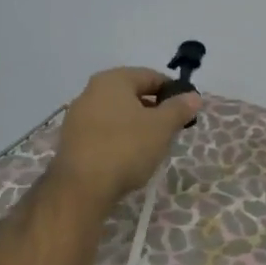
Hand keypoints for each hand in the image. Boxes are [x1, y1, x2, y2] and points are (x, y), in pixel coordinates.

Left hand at [51, 67, 201, 204]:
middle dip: (154, 110)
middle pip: (132, 94)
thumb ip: (179, 108)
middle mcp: (91, 91)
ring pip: (117, 114)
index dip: (173, 91)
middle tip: (172, 130)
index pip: (151, 76)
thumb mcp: (162, 127)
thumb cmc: (126, 147)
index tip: (187, 110)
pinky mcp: (72, 141)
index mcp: (113, 80)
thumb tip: (193, 96)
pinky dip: (120, 139)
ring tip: (153, 146)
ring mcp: (77, 117)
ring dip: (137, 125)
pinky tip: (130, 157)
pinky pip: (104, 132)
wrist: (82, 188)